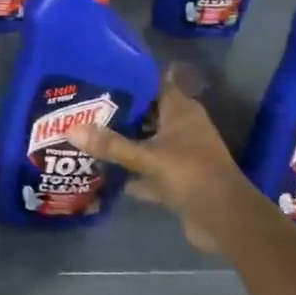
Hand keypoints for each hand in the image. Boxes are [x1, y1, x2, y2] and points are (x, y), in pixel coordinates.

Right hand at [68, 71, 257, 249]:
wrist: (225, 220)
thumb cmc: (191, 174)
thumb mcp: (147, 157)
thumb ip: (110, 145)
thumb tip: (70, 129)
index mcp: (181, 110)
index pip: (154, 83)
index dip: (129, 78)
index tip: (100, 74)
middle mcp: (182, 127)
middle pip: (147, 113)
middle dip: (120, 111)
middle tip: (85, 106)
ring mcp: (181, 154)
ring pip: (147, 141)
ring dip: (125, 141)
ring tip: (89, 134)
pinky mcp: (178, 179)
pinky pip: (149, 169)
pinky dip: (132, 172)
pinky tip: (105, 173)